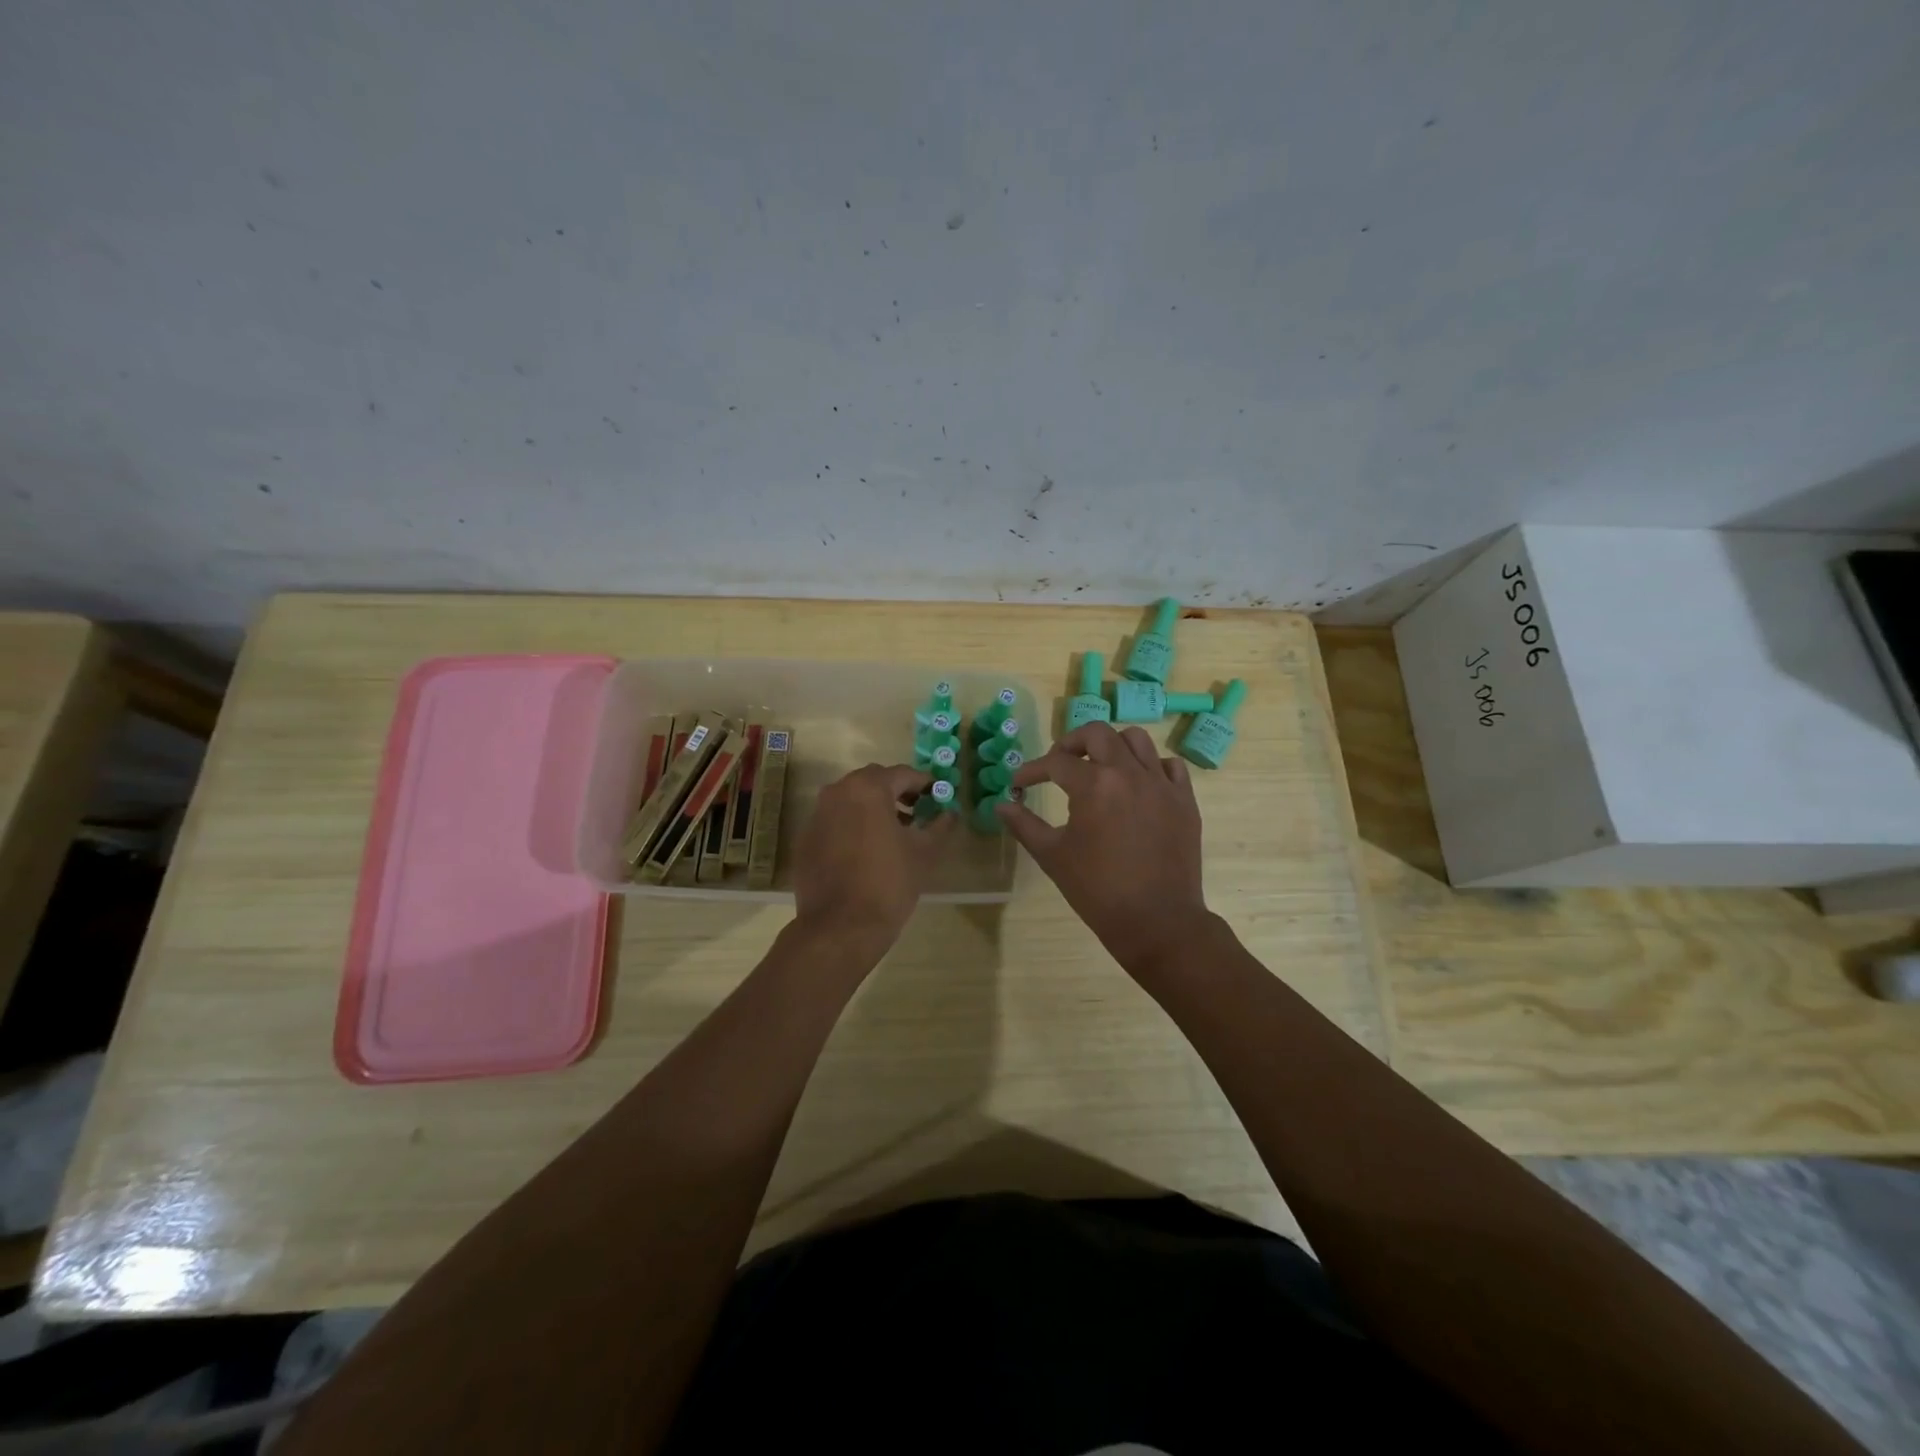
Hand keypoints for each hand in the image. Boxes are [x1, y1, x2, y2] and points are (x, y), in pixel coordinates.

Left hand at [792, 764, 955, 946]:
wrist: (840, 927)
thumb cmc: (889, 884)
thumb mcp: (925, 853)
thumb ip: (940, 825)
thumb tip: (950, 813)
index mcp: (868, 789)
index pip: (903, 774)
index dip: (925, 783)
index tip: (938, 796)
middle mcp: (838, 792)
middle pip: (873, 781)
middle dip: (897, 792)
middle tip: (917, 812)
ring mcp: (817, 815)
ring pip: (851, 799)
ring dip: (874, 808)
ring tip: (894, 833)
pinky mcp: (806, 838)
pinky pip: (835, 820)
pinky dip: (853, 825)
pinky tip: (866, 851)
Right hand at [999, 723, 1213, 978]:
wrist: (1157, 922)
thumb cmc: (1098, 891)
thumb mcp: (1052, 857)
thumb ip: (1024, 825)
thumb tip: (1001, 805)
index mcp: (1094, 785)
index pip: (1054, 762)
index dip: (1031, 771)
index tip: (1019, 784)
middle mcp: (1129, 773)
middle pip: (1097, 734)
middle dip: (1071, 743)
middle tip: (1059, 764)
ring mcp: (1161, 784)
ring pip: (1137, 740)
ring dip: (1112, 746)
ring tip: (1100, 766)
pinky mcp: (1184, 800)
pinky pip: (1169, 766)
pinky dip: (1151, 766)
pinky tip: (1138, 784)